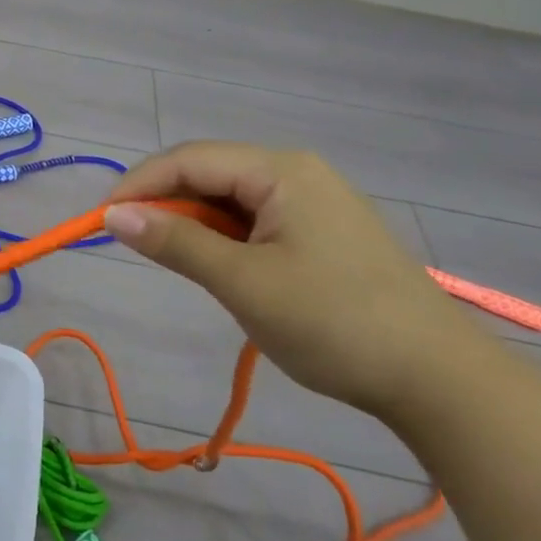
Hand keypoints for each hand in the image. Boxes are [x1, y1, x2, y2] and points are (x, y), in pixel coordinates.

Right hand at [104, 143, 488, 418]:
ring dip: (193, 222)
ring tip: (169, 257)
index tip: (100, 220)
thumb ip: (176, 242)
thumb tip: (112, 215)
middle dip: (164, 202)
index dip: (139, 184)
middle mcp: (296, 172)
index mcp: (281, 170)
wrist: (439, 380)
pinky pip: (255, 220)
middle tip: (130, 240)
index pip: (190, 159)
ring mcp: (314, 202)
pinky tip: (216, 265)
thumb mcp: (244, 283)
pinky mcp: (322, 232)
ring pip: (230, 199)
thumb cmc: (335, 323)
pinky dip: (223, 238)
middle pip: (210, 173)